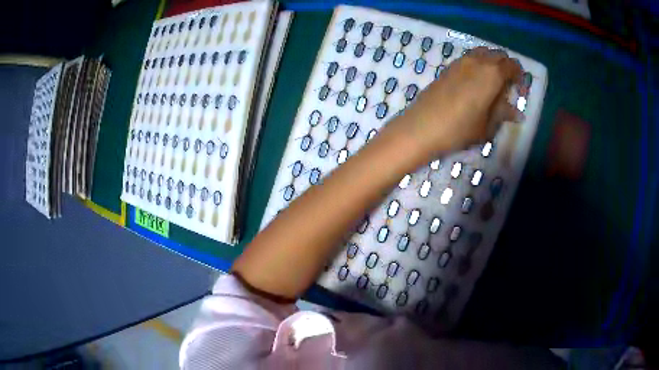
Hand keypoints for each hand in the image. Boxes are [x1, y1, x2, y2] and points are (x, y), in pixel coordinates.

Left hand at [388, 46, 523, 159]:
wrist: (422, 127)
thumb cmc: (460, 129)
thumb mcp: (487, 126)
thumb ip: (503, 114)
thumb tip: (516, 113)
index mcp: (492, 73)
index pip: (512, 65)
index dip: (518, 75)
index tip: (519, 88)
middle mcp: (477, 61)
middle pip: (498, 55)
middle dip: (506, 67)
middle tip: (507, 86)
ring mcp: (460, 61)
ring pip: (482, 53)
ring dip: (491, 63)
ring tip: (492, 84)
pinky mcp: (448, 67)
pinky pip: (469, 58)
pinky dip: (478, 64)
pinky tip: (475, 83)